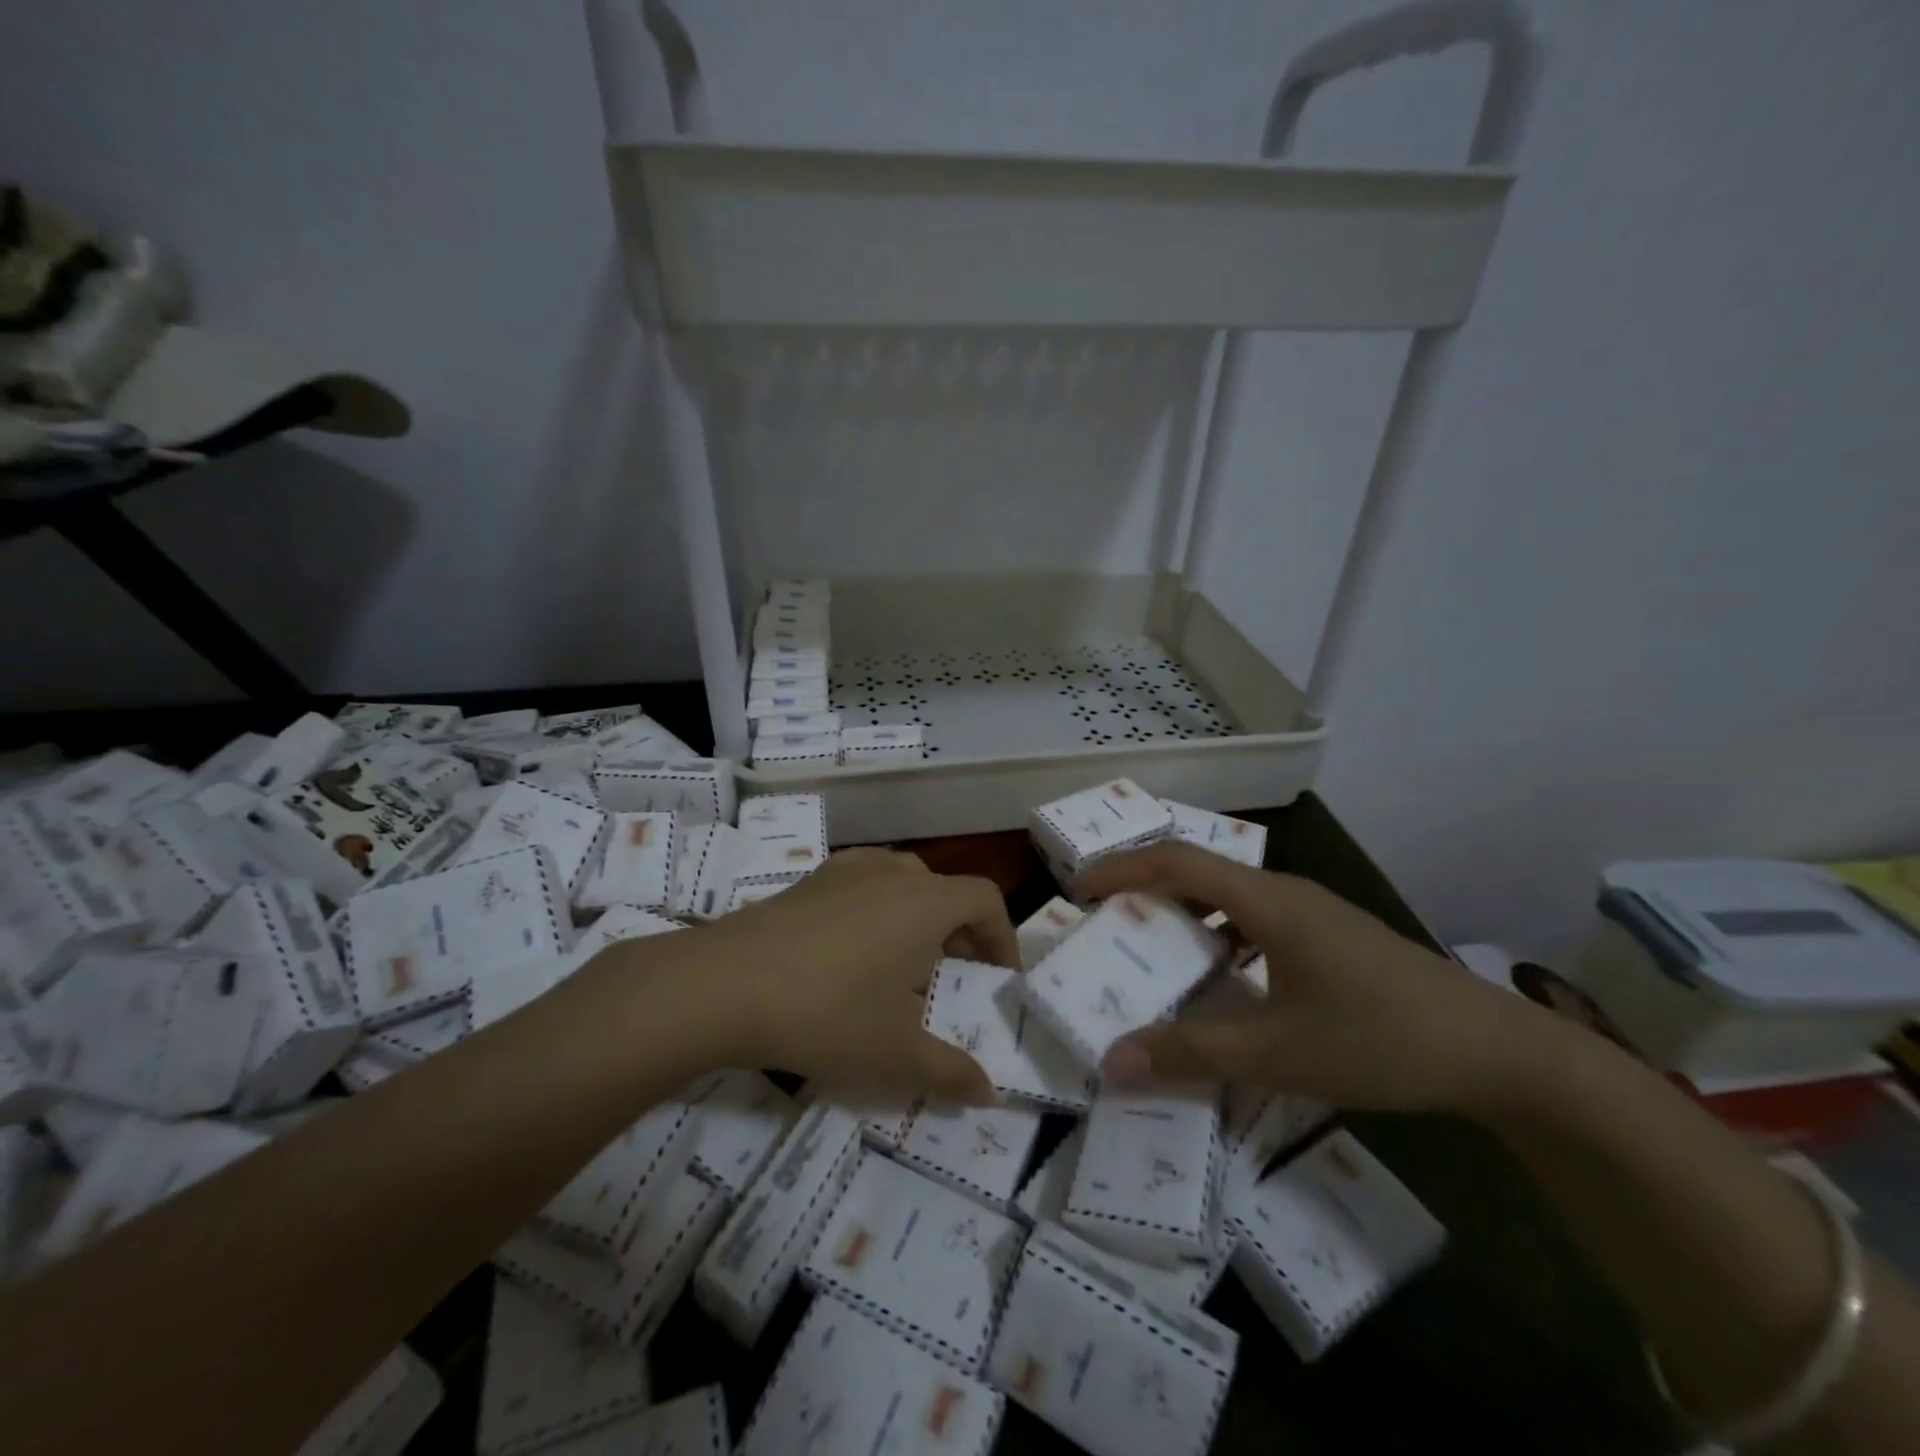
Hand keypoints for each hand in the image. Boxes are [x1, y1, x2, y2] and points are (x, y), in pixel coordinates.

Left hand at [696, 848, 1013, 1101]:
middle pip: (946, 889)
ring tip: (906, 960)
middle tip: (954, 976)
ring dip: (919, 914)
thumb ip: (950, 1072)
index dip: (1003, 937)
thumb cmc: (826, 1013)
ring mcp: (847, 869)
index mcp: (925, 903)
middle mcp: (893, 874)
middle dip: (961, 931)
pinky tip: (854, 943)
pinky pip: (863, 880)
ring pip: (904, 880)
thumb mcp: (895, 1053)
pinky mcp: (810, 879)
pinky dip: (878, 904)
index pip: (986, 899)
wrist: (723, 985)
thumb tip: (989, 1094)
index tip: (997, 979)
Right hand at [1078, 843, 1542, 1113]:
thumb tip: (1114, 1062)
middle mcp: (1285, 893)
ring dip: (1184, 910)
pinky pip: (1255, 916)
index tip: (1080, 889)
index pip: (1176, 862)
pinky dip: (1219, 931)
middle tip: (1106, 922)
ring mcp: (1313, 912)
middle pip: (1199, 870)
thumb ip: (1192, 1055)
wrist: (1499, 1053)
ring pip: (1229, 893)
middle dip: (1145, 888)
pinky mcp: (1331, 934)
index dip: (1122, 868)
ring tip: (1152, 947)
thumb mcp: (1278, 1053)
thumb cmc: (1381, 1040)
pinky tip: (1222, 975)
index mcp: (1267, 902)